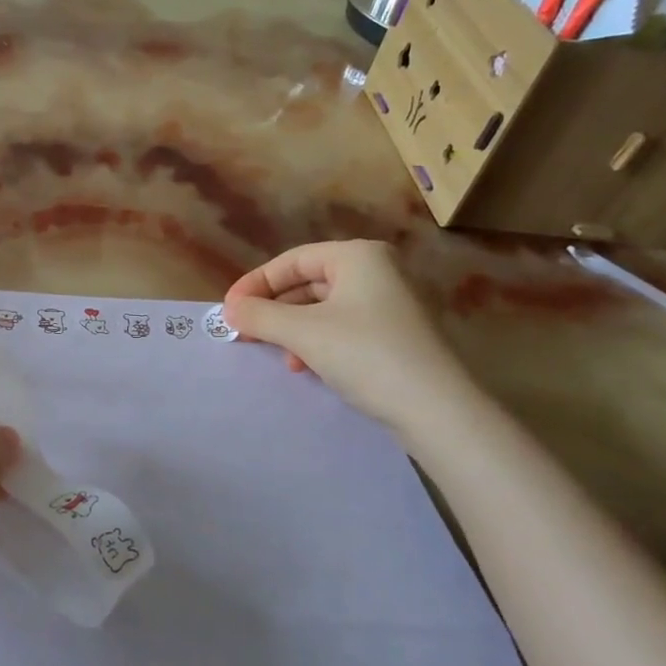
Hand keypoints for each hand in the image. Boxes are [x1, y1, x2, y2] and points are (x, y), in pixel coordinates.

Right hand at [222, 240, 471, 434]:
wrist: (436, 409)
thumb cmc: (365, 355)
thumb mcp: (303, 333)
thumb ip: (259, 316)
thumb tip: (229, 310)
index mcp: (358, 256)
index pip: (292, 260)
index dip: (255, 284)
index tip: (228, 311)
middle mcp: (378, 270)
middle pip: (308, 283)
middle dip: (273, 309)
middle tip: (244, 333)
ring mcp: (391, 303)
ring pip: (324, 308)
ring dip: (292, 329)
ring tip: (277, 355)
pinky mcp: (397, 334)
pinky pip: (343, 327)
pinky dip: (317, 342)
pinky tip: (306, 366)